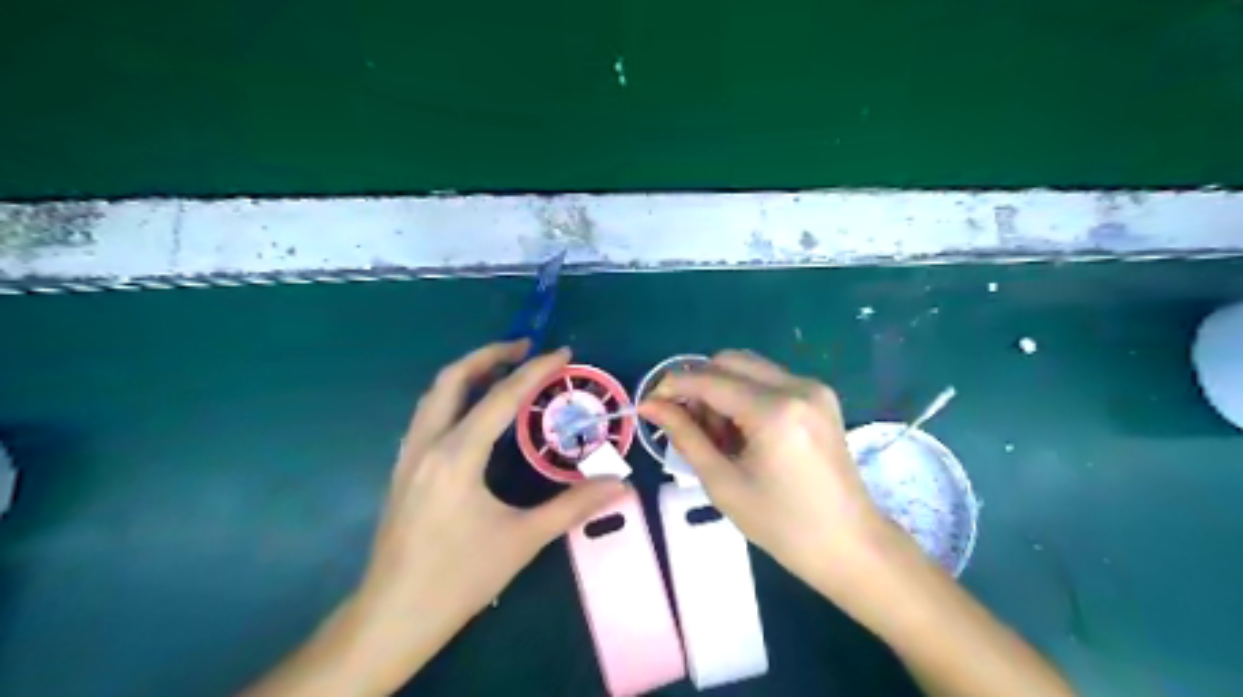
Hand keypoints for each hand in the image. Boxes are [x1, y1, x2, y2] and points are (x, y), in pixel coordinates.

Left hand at [359, 343, 633, 662]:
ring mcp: (408, 456)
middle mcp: (427, 445)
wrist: (392, 618)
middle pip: (452, 379)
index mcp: (457, 456)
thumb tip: (620, 484)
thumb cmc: (458, 578)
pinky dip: (454, 398)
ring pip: (434, 395)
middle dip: (489, 355)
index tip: (562, 353)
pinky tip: (474, 414)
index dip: (535, 370)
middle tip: (525, 348)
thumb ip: (573, 506)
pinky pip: (428, 416)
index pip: (500, 397)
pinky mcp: (402, 471)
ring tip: (502, 370)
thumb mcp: (522, 540)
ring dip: (468, 374)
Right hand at [639, 351, 893, 596]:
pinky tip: (743, 431)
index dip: (672, 385)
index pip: (709, 379)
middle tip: (688, 425)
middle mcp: (797, 386)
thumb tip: (650, 405)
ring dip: (721, 389)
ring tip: (718, 436)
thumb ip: (684, 435)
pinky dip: (745, 395)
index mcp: (774, 411)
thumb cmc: (783, 525)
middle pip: (728, 360)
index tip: (648, 403)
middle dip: (698, 385)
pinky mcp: (819, 396)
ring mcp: (813, 388)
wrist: (850, 545)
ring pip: (748, 366)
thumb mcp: (723, 483)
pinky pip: (768, 379)